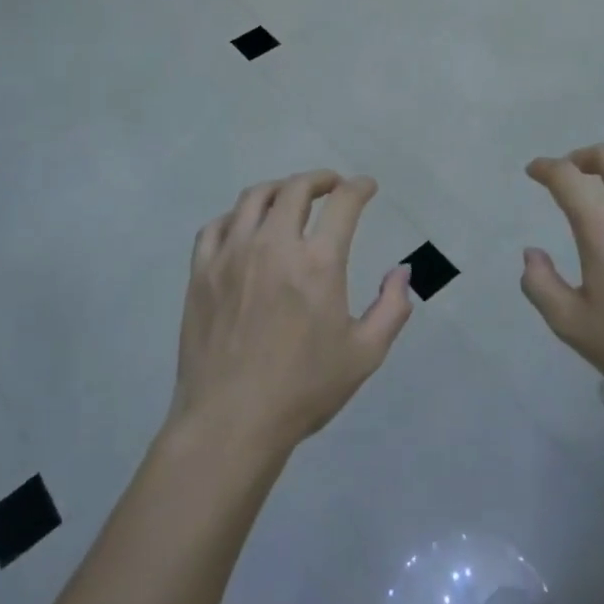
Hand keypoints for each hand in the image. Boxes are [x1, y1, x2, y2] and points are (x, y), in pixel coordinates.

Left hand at [172, 170, 412, 457]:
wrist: (230, 423)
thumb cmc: (303, 390)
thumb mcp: (364, 354)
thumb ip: (391, 308)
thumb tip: (401, 272)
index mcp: (318, 262)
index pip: (343, 203)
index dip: (359, 188)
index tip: (366, 187)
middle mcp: (274, 245)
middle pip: (296, 189)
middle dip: (320, 179)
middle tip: (331, 186)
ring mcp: (232, 255)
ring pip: (254, 197)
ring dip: (279, 188)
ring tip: (290, 196)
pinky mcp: (201, 272)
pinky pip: (217, 225)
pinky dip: (237, 216)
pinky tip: (245, 226)